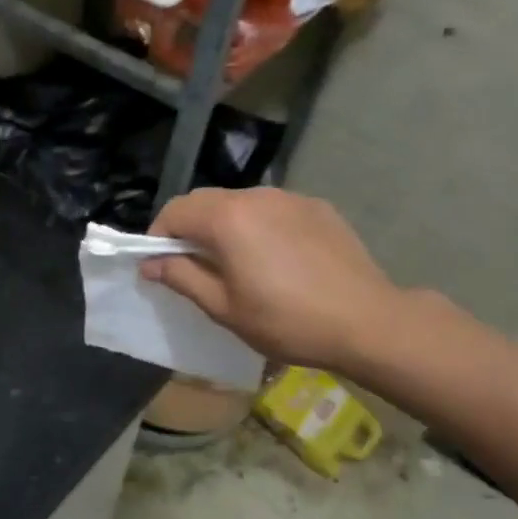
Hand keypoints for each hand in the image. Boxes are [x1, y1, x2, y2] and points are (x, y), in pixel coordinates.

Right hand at [142, 188, 406, 371]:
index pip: (174, 211)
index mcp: (227, 218)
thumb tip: (149, 263)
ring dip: (224, 225)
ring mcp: (290, 198)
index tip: (162, 265)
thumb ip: (181, 277)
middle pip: (204, 200)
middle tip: (195, 266)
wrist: (368, 322)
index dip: (158, 236)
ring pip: (239, 202)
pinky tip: (277, 259)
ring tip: (237, 262)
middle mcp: (255, 196)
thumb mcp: (224, 307)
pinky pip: (272, 209)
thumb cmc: (287, 320)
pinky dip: (259, 225)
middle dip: (189, 228)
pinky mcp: (317, 207)